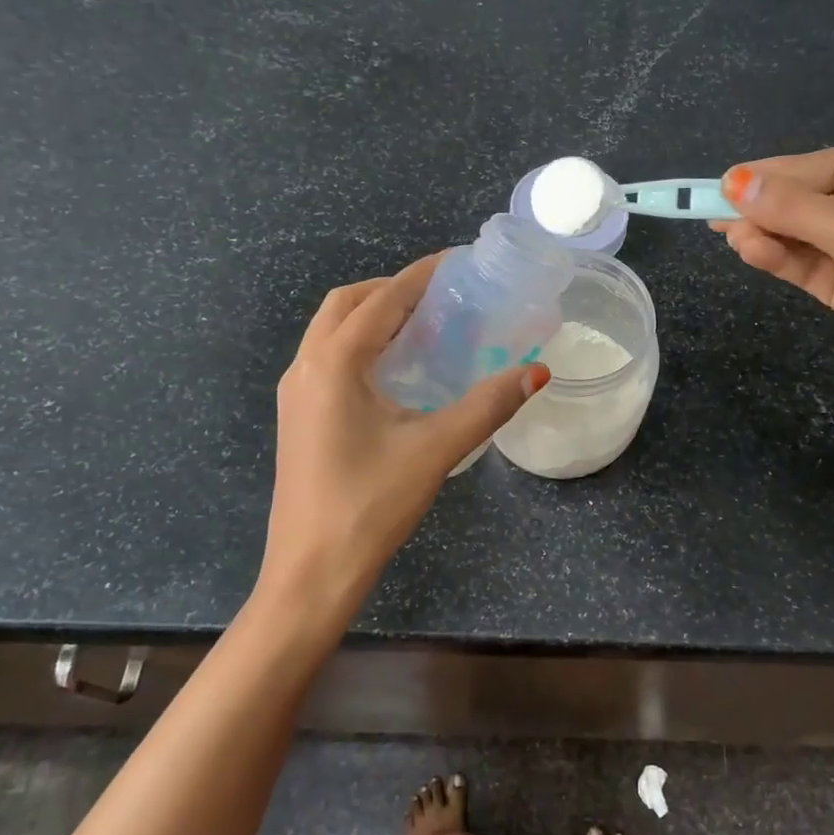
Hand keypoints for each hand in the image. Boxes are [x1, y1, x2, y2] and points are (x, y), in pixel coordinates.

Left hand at [255, 254, 547, 639]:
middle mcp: (306, 367)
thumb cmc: (370, 504)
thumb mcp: (435, 449)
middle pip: (347, 304)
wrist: (311, 571)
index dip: (421, 276)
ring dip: (372, 316)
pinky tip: (395, 371)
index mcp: (334, 363)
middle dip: (391, 290)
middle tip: (440, 297)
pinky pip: (327, 358)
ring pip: (331, 331)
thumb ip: (488, 405)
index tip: (456, 262)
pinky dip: (360, 344)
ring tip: (422, 326)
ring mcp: (295, 393)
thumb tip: (537, 372)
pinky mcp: (298, 417)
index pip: (382, 300)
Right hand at [717, 148, 833, 430]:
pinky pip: (815, 268)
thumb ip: (799, 209)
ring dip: (772, 235)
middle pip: (819, 199)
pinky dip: (785, 260)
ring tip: (732, 238)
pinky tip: (754, 254)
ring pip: (812, 236)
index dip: (780, 173)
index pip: (833, 165)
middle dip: (771, 207)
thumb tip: (734, 183)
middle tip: (717, 214)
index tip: (728, 184)